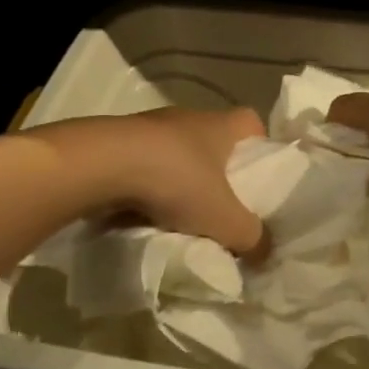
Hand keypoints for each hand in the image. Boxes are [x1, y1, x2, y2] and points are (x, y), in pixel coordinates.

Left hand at [25, 108, 266, 253]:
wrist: (101, 165)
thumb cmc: (176, 181)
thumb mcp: (225, 220)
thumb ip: (252, 237)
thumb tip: (266, 250)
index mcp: (221, 125)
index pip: (252, 123)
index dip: (260, 148)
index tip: (258, 177)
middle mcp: (189, 118)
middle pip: (214, 142)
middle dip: (219, 173)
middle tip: (222, 207)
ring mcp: (150, 127)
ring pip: (177, 154)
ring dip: (180, 181)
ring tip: (181, 217)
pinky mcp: (118, 142)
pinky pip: (144, 164)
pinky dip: (148, 186)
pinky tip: (145, 214)